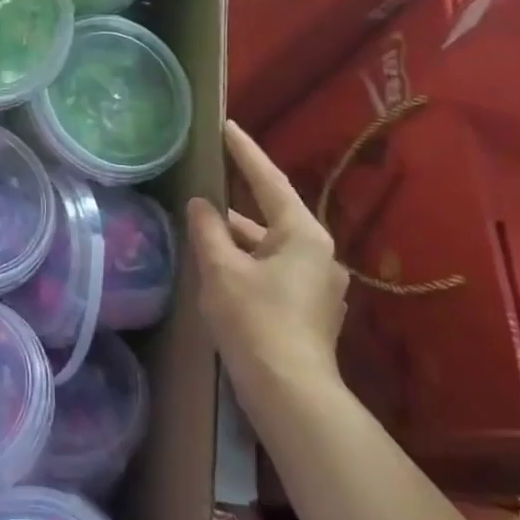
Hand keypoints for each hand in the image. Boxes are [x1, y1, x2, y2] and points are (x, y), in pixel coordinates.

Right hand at [189, 120, 347, 407]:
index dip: (245, 152)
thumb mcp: (220, 269)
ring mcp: (318, 284)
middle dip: (238, 199)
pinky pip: (273, 269)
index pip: (269, 181)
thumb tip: (201, 204)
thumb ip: (208, 229)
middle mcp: (318, 254)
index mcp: (303, 235)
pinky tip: (221, 267)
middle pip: (271, 214)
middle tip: (209, 177)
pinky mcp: (309, 310)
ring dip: (239, 237)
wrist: (290, 393)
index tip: (226, 126)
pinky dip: (247, 260)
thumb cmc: (254, 320)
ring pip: (270, 246)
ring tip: (203, 225)